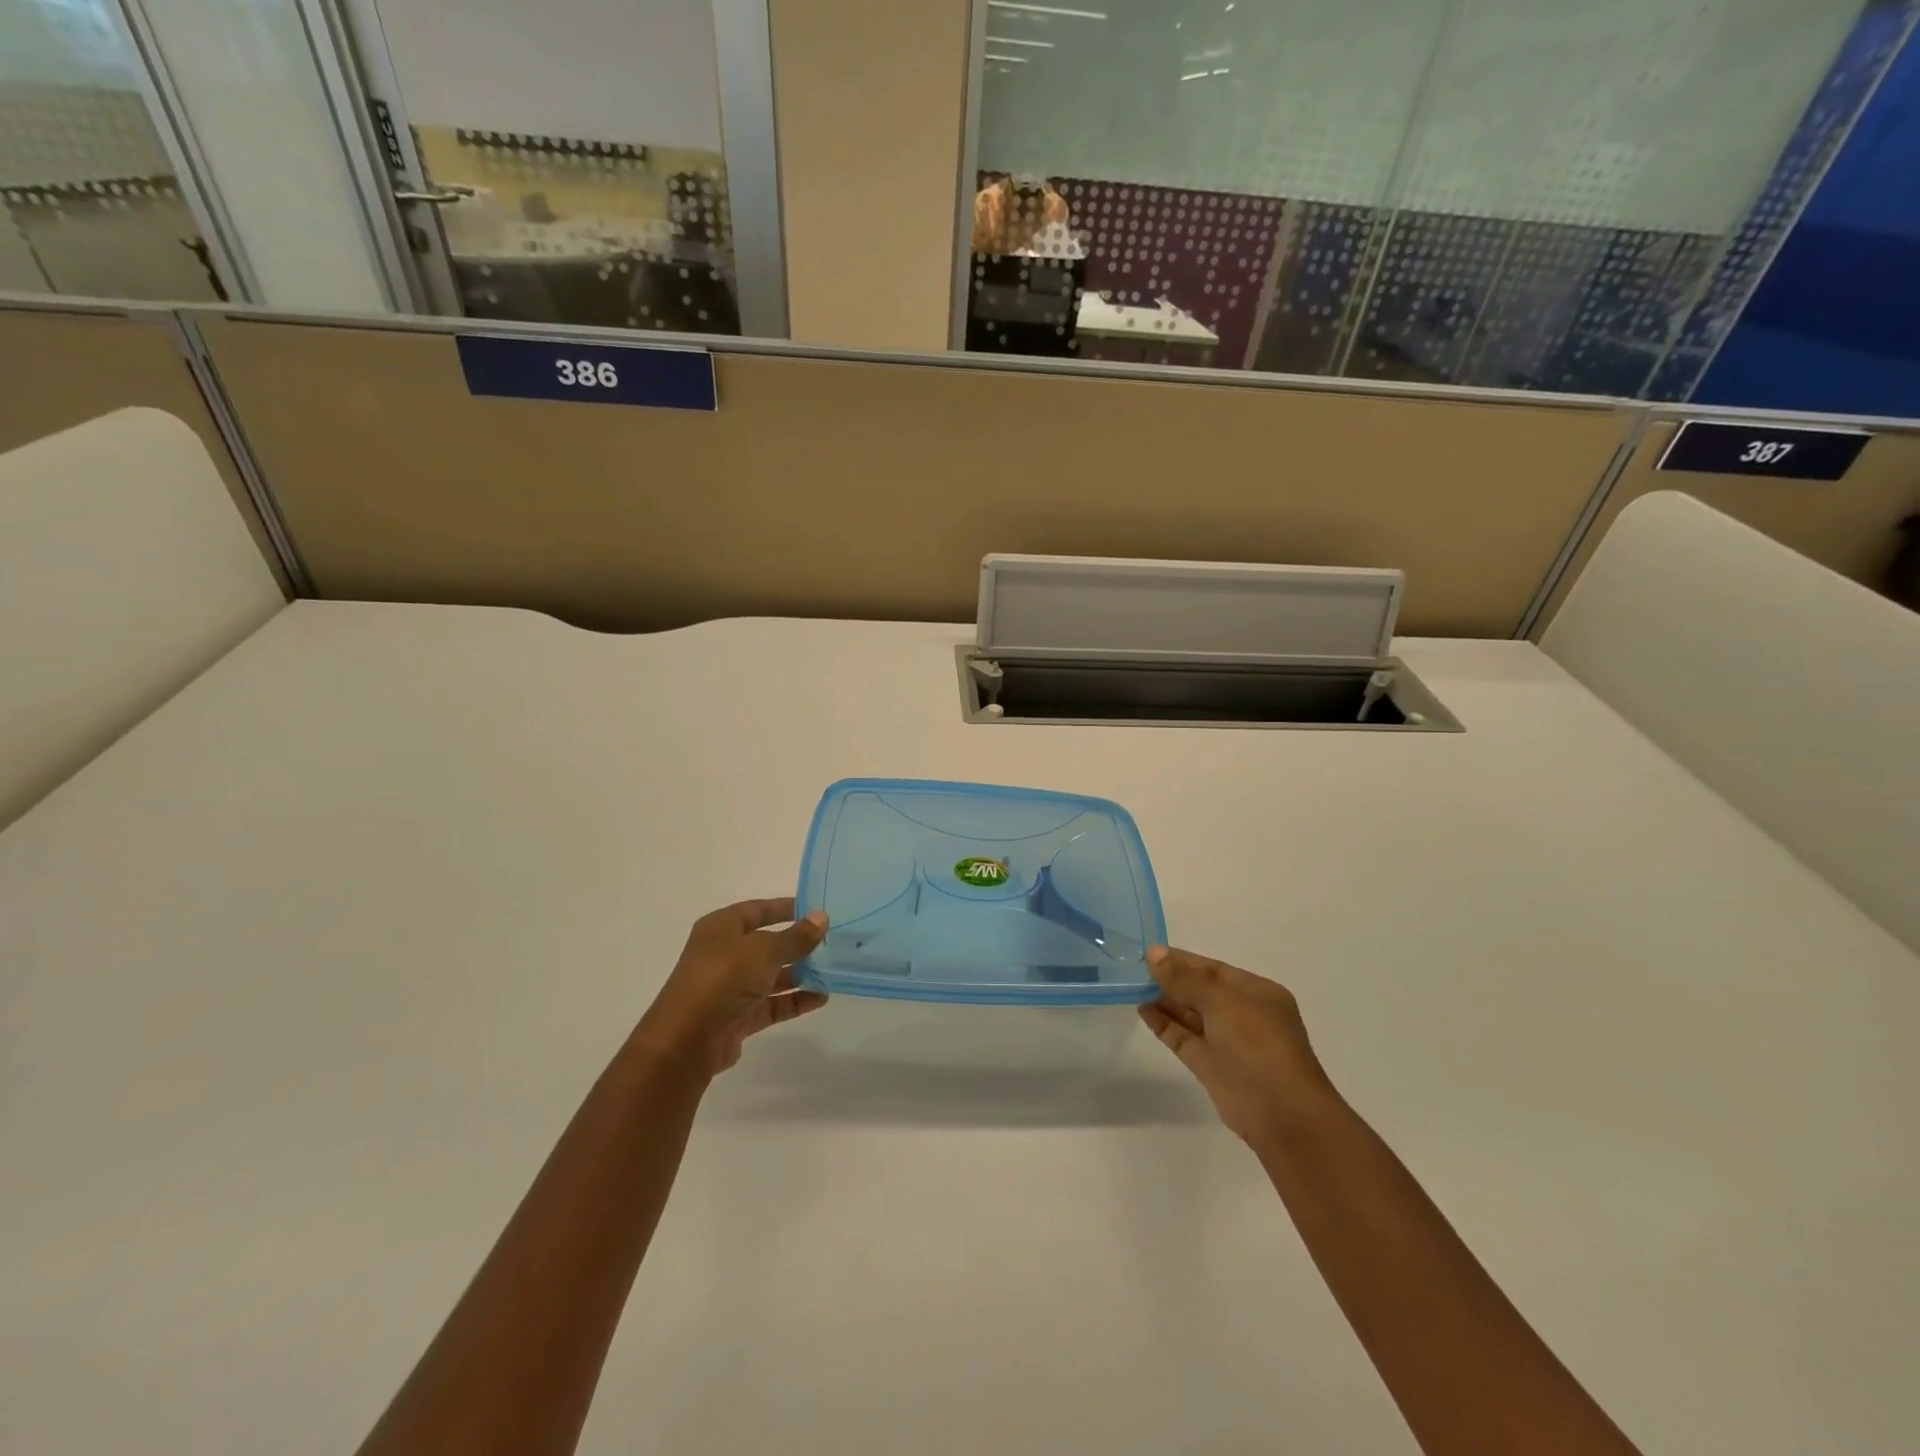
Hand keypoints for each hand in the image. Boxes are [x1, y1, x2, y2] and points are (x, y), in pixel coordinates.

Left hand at [634, 898, 828, 1077]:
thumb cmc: (723, 978)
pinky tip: (821, 998)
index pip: (757, 910)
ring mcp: (730, 988)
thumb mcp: (765, 950)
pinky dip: (794, 1000)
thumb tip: (821, 917)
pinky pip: (772, 1003)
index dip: (785, 907)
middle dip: (797, 944)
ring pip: (771, 976)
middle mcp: (723, 954)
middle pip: (766, 944)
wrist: (687, 1040)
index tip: (815, 908)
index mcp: (721, 928)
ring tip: (832, 971)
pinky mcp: (737, 1017)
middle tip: (831, 942)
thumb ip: (796, 937)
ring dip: (800, 974)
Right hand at [1139, 946, 1336, 1146]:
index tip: (1148, 952)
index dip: (1182, 960)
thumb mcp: (1221, 1000)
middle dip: (1170, 979)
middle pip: (1200, 990)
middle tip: (1134, 967)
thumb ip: (1184, 978)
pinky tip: (1142, 1009)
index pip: (1213, 969)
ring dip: (1163, 999)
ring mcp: (1226, 1042)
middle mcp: (1243, 1015)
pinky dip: (1164, 1024)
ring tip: (1132, 984)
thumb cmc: (1258, 1043)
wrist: (1280, 1113)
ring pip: (1190, 1014)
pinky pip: (1183, 1037)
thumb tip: (1154, 953)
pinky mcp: (1210, 1066)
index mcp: (1256, 993)